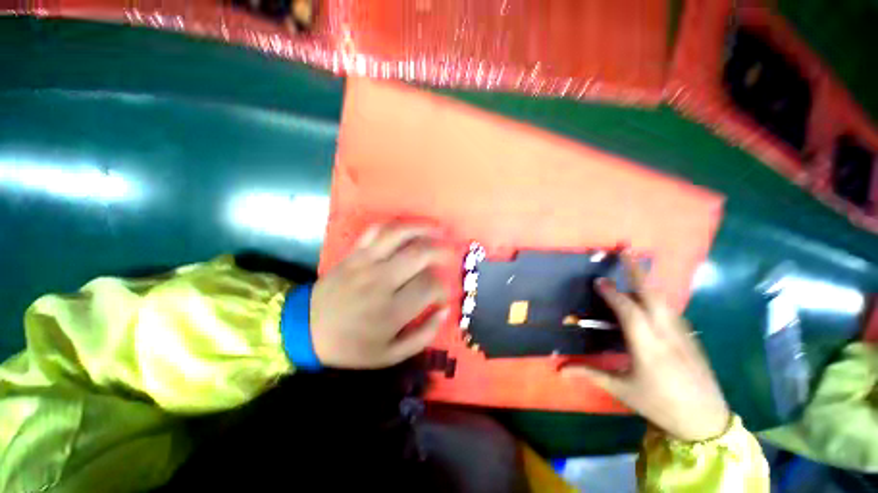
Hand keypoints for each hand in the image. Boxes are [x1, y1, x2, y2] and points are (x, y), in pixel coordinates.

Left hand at [310, 224, 450, 368]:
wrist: (307, 329)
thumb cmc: (351, 345)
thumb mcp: (390, 355)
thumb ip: (423, 335)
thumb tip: (444, 309)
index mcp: (391, 311)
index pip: (429, 286)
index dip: (444, 287)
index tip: (444, 292)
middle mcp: (380, 281)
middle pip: (420, 254)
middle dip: (442, 250)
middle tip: (451, 253)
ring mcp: (365, 263)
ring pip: (399, 234)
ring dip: (424, 228)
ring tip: (439, 228)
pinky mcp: (354, 253)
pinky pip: (377, 230)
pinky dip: (396, 224)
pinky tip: (410, 226)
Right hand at [560, 254, 730, 441]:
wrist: (707, 421)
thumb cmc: (660, 404)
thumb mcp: (622, 390)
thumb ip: (590, 374)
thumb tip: (559, 369)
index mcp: (647, 346)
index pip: (628, 310)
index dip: (612, 293)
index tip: (599, 280)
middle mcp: (666, 333)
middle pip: (652, 294)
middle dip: (637, 269)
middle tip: (625, 248)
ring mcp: (682, 333)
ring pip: (664, 299)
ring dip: (647, 280)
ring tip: (633, 265)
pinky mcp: (690, 337)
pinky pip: (670, 310)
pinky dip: (655, 296)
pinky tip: (647, 298)